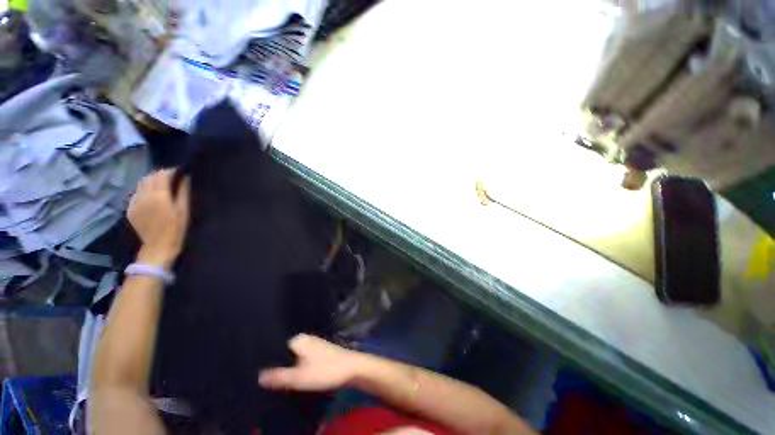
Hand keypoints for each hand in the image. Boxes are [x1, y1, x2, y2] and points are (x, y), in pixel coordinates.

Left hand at [128, 169, 190, 267]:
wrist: (158, 247)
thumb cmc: (177, 229)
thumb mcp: (184, 211)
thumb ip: (184, 193)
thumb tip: (186, 178)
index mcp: (160, 196)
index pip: (162, 175)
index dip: (171, 171)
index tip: (180, 172)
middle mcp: (144, 196)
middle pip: (150, 177)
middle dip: (161, 174)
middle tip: (172, 178)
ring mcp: (135, 202)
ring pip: (141, 183)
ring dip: (151, 181)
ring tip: (161, 185)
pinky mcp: (130, 209)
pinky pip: (136, 193)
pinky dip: (144, 190)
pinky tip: (152, 197)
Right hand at [258, 334, 359, 391]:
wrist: (351, 368)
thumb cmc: (325, 370)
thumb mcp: (299, 377)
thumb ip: (278, 376)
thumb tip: (257, 376)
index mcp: (298, 339)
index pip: (275, 347)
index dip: (266, 360)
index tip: (254, 373)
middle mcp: (305, 339)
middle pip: (284, 352)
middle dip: (275, 364)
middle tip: (262, 380)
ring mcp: (313, 345)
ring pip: (293, 356)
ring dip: (286, 367)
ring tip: (274, 380)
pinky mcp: (319, 352)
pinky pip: (301, 359)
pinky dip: (296, 367)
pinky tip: (291, 377)